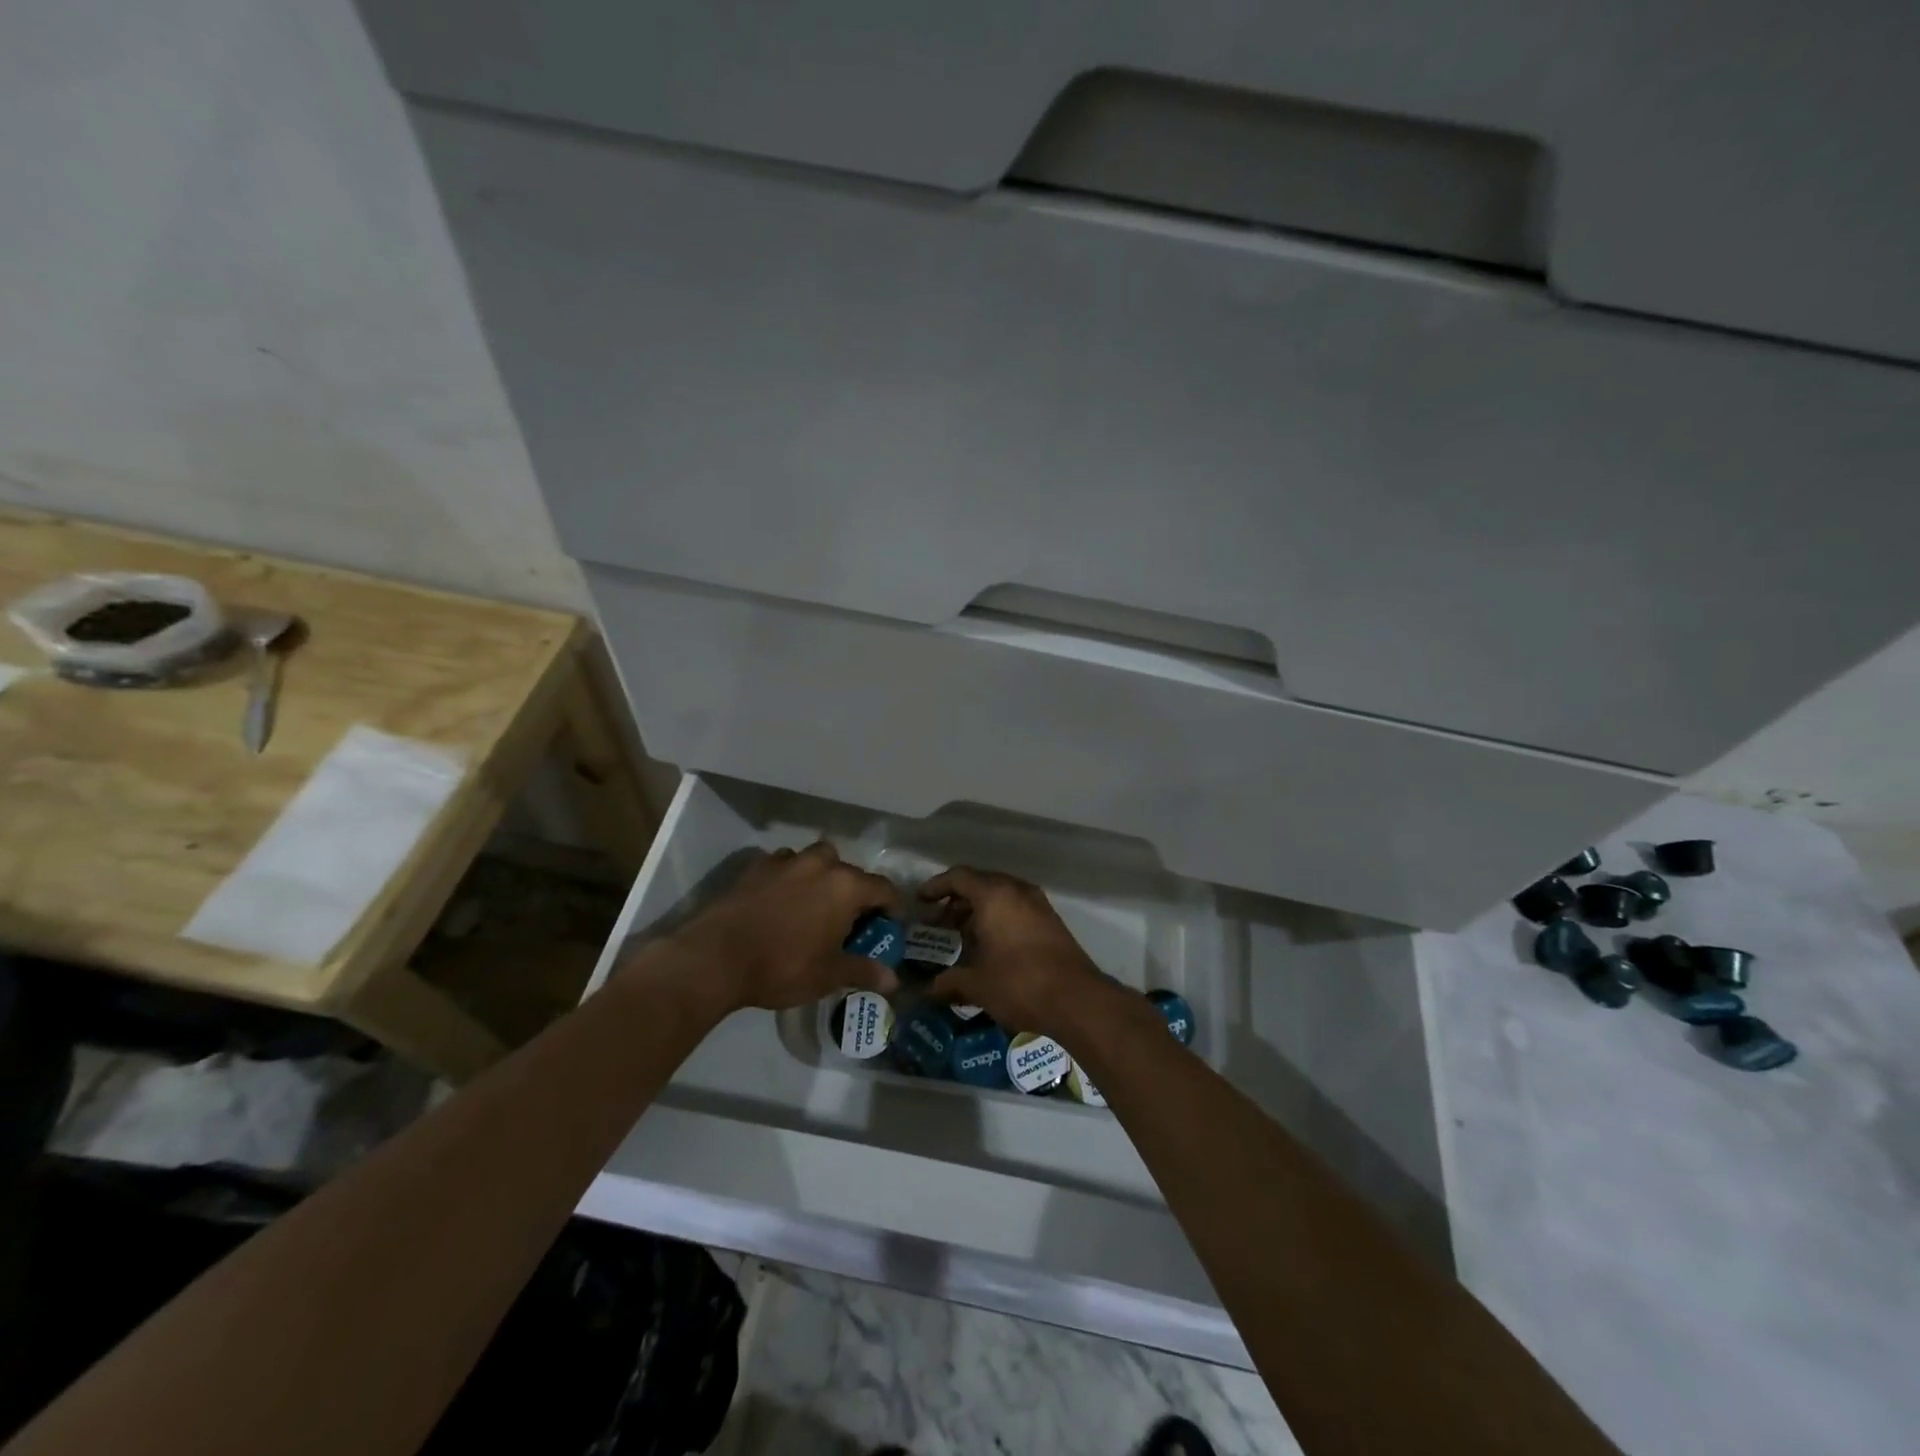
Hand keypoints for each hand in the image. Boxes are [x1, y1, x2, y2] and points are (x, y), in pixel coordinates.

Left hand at [666, 843, 900, 1013]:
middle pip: (849, 870)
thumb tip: (893, 980)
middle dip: (854, 891)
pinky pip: (783, 865)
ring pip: (815, 860)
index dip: (891, 907)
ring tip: (814, 906)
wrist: (715, 958)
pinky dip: (789, 878)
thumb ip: (863, 971)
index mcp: (845, 886)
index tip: (890, 925)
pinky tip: (781, 901)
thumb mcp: (828, 975)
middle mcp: (820, 864)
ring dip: (821, 877)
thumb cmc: (782, 966)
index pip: (883, 888)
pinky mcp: (755, 867)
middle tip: (849, 920)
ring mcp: (785, 861)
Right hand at [917, 867, 1109, 1036]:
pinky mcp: (1051, 921)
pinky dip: (998, 919)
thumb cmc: (1019, 984)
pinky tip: (989, 947)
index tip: (920, 902)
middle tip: (938, 924)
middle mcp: (1017, 890)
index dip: (936, 887)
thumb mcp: (977, 985)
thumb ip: (949, 981)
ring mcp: (1038, 904)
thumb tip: (927, 989)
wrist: (1077, 1000)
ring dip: (978, 912)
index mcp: (994, 895)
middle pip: (980, 884)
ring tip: (961, 938)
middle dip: (956, 902)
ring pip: (1000, 897)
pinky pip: (1016, 909)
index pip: (958, 877)